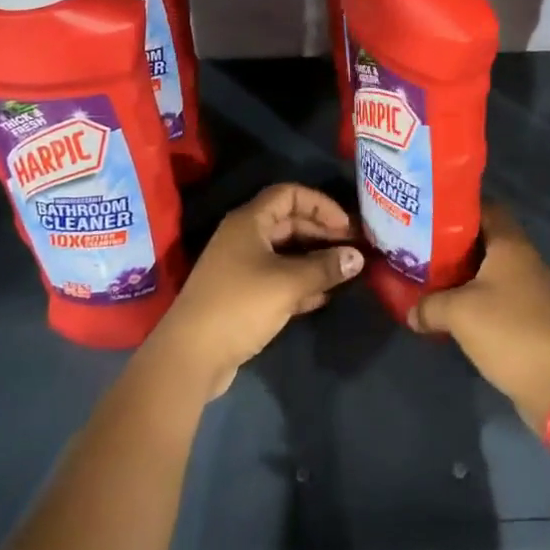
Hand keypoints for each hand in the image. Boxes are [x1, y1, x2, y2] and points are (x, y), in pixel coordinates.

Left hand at [151, 183, 363, 399]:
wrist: (191, 355)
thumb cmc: (240, 305)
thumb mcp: (288, 283)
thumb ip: (325, 268)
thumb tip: (357, 257)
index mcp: (249, 222)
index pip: (289, 194)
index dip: (320, 204)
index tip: (346, 225)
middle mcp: (244, 238)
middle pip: (289, 223)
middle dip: (322, 233)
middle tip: (353, 249)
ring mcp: (241, 267)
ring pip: (285, 253)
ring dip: (314, 259)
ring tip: (345, 271)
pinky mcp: (243, 295)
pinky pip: (278, 279)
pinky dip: (301, 282)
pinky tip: (324, 296)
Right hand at [410, 203, 549, 426]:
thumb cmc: (505, 330)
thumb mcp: (456, 312)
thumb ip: (428, 305)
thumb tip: (410, 312)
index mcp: (511, 245)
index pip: (487, 208)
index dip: (459, 207)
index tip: (431, 213)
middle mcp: (526, 259)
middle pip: (489, 237)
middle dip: (457, 241)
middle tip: (424, 244)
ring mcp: (533, 287)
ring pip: (494, 267)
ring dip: (467, 270)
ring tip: (434, 274)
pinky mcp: (533, 314)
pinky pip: (501, 292)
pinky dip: (479, 293)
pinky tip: (455, 306)